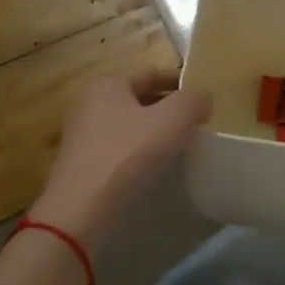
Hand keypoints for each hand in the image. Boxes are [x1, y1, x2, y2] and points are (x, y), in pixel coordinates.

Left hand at [28, 72, 211, 251]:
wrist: (81, 210)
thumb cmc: (128, 153)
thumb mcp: (174, 118)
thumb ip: (194, 100)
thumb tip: (202, 100)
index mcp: (108, 85)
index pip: (151, 75)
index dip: (180, 82)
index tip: (202, 98)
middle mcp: (89, 105)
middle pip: (138, 100)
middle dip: (167, 109)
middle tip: (195, 123)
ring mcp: (82, 137)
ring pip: (129, 127)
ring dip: (153, 133)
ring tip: (179, 146)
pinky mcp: (81, 166)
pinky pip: (118, 151)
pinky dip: (138, 154)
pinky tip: (154, 168)